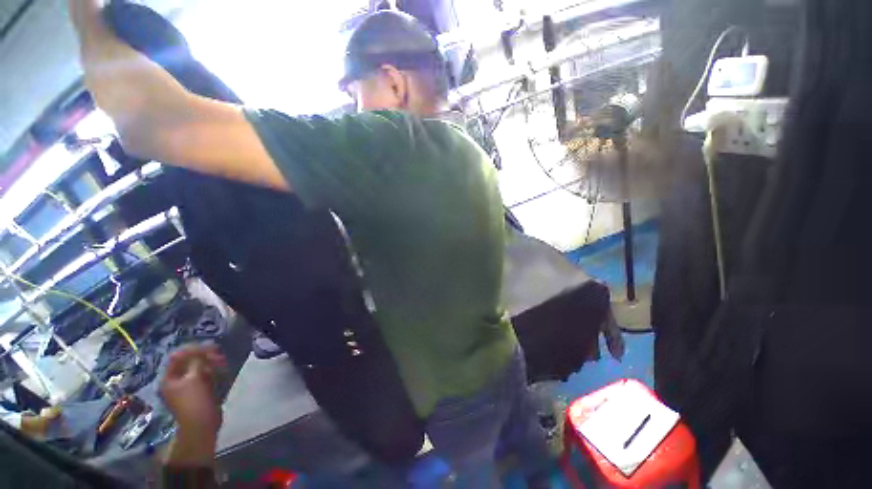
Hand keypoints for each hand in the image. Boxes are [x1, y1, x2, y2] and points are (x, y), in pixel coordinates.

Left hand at [160, 345, 225, 439]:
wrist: (202, 424)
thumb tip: (201, 349)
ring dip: (211, 364)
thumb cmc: (194, 401)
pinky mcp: (199, 391)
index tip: (210, 347)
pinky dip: (213, 372)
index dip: (193, 350)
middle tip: (219, 355)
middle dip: (205, 357)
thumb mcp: (194, 379)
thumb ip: (197, 362)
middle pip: (190, 362)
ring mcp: (188, 387)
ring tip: (223, 363)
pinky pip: (206, 376)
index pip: (178, 357)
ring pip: (200, 368)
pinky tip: (221, 372)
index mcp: (169, 379)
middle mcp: (176, 381)